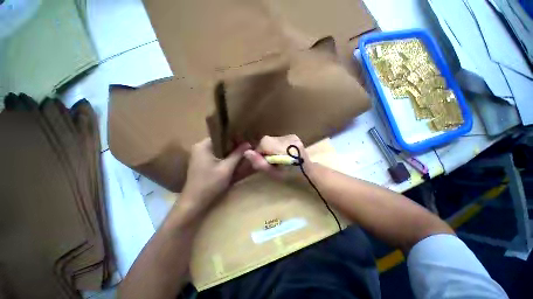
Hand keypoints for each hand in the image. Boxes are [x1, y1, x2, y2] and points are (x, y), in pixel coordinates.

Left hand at [180, 138, 250, 215]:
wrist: (194, 202)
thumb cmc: (210, 184)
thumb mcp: (227, 168)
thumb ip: (237, 155)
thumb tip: (248, 143)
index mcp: (203, 145)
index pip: (221, 135)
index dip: (234, 136)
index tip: (245, 137)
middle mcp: (200, 147)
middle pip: (220, 142)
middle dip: (233, 144)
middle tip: (246, 144)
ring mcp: (200, 155)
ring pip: (219, 149)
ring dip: (229, 151)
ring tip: (243, 149)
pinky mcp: (202, 162)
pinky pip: (216, 155)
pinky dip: (225, 156)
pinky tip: (234, 158)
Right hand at [243, 135, 313, 179]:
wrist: (308, 172)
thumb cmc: (290, 177)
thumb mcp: (273, 174)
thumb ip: (260, 163)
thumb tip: (246, 152)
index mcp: (285, 148)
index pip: (264, 142)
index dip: (260, 152)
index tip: (263, 161)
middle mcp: (289, 139)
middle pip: (267, 140)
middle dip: (265, 150)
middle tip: (271, 161)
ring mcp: (292, 136)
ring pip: (271, 139)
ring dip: (270, 148)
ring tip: (277, 157)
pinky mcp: (293, 136)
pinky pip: (277, 139)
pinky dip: (276, 145)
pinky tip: (282, 153)